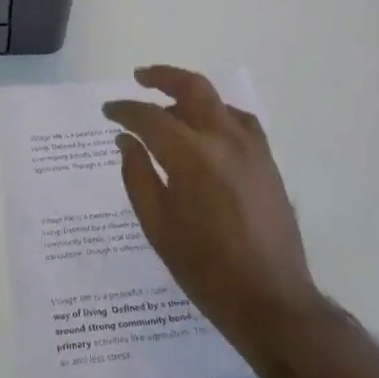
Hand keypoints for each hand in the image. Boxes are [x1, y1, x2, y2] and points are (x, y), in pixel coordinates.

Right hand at [104, 67, 322, 356]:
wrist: (270, 300)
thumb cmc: (204, 269)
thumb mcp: (157, 225)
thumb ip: (137, 175)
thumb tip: (126, 140)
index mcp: (191, 157)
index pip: (150, 118)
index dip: (125, 110)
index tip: (108, 112)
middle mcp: (224, 141)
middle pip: (192, 89)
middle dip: (162, 77)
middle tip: (139, 78)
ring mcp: (252, 149)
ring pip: (218, 102)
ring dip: (190, 96)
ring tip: (169, 108)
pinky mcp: (268, 163)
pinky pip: (240, 122)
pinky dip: (218, 114)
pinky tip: (207, 130)